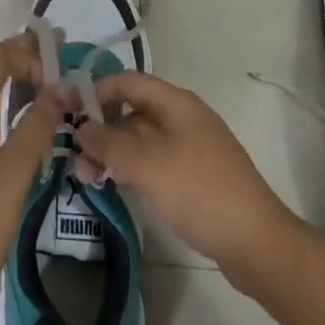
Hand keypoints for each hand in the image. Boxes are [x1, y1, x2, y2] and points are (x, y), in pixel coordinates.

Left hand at [0, 33, 65, 322]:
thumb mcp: (13, 173)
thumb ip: (37, 125)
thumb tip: (61, 87)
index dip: (28, 54)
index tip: (62, 70)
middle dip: (25, 58)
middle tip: (63, 58)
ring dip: (17, 81)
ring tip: (53, 84)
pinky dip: (8, 105)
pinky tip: (30, 121)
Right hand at [74, 71, 301, 280]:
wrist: (256, 243)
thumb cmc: (200, 192)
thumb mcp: (148, 165)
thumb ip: (110, 143)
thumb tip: (81, 127)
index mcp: (177, 104)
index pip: (129, 81)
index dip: (97, 90)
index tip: (68, 111)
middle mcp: (183, 119)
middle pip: (133, 111)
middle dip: (100, 128)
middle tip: (73, 156)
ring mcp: (189, 148)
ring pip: (140, 140)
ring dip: (112, 152)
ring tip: (85, 177)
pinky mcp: (192, 177)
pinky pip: (153, 161)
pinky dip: (130, 168)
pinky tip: (111, 185)